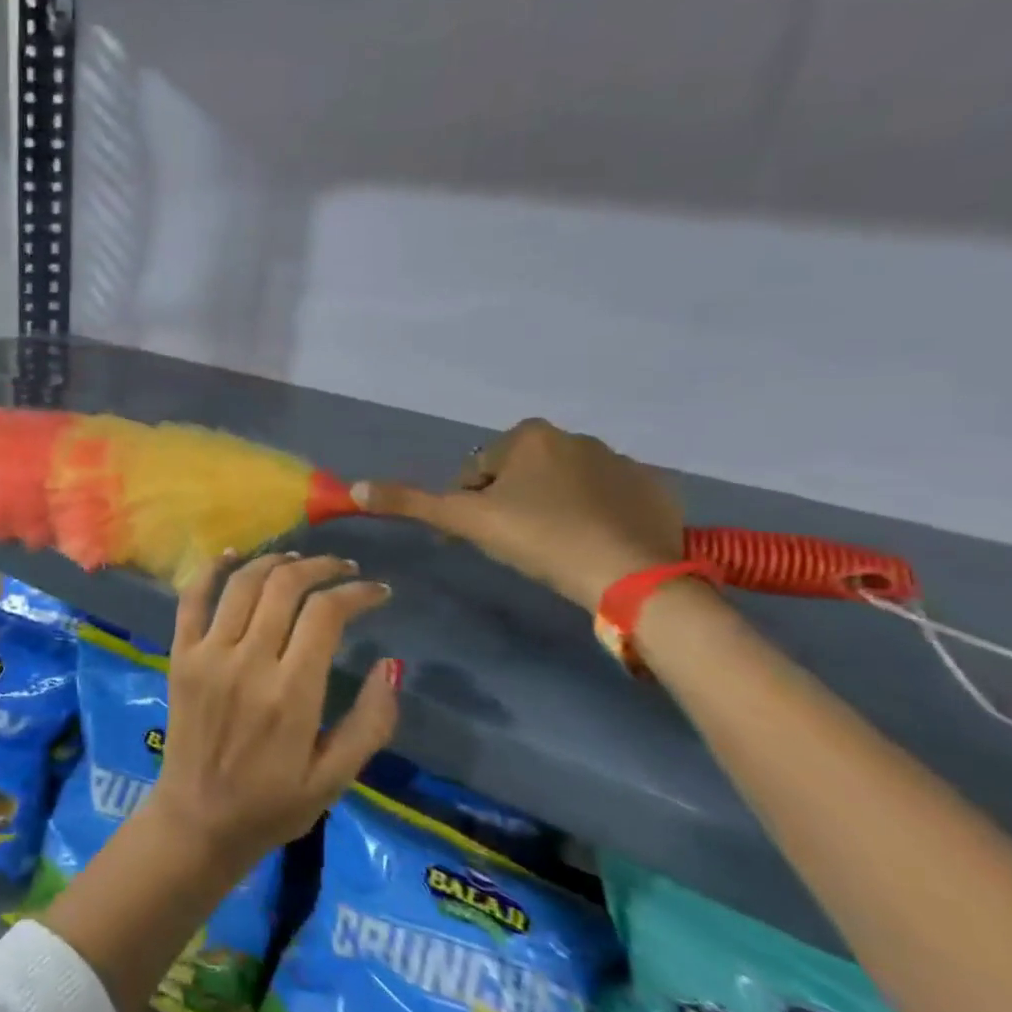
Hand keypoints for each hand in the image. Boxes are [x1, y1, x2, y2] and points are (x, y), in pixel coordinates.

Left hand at [147, 553, 400, 871]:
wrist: (198, 820)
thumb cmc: (273, 805)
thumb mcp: (335, 778)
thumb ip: (370, 723)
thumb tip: (392, 665)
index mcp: (291, 693)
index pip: (325, 614)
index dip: (356, 593)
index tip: (377, 591)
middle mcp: (247, 661)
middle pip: (284, 586)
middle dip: (320, 567)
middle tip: (342, 569)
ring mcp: (208, 654)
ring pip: (243, 583)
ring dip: (274, 561)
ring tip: (299, 560)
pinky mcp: (180, 654)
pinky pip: (192, 598)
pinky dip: (213, 569)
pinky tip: (234, 555)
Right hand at [352, 419, 683, 609]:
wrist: (631, 575)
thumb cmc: (538, 538)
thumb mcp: (466, 521)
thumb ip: (411, 502)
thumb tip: (354, 487)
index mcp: (530, 436)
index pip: (478, 470)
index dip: (469, 504)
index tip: (477, 536)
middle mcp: (577, 437)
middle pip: (522, 474)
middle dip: (511, 501)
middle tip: (513, 543)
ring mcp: (623, 462)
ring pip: (566, 484)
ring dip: (552, 507)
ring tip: (553, 548)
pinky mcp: (657, 489)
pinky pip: (612, 498)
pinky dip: (598, 515)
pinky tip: (594, 545)